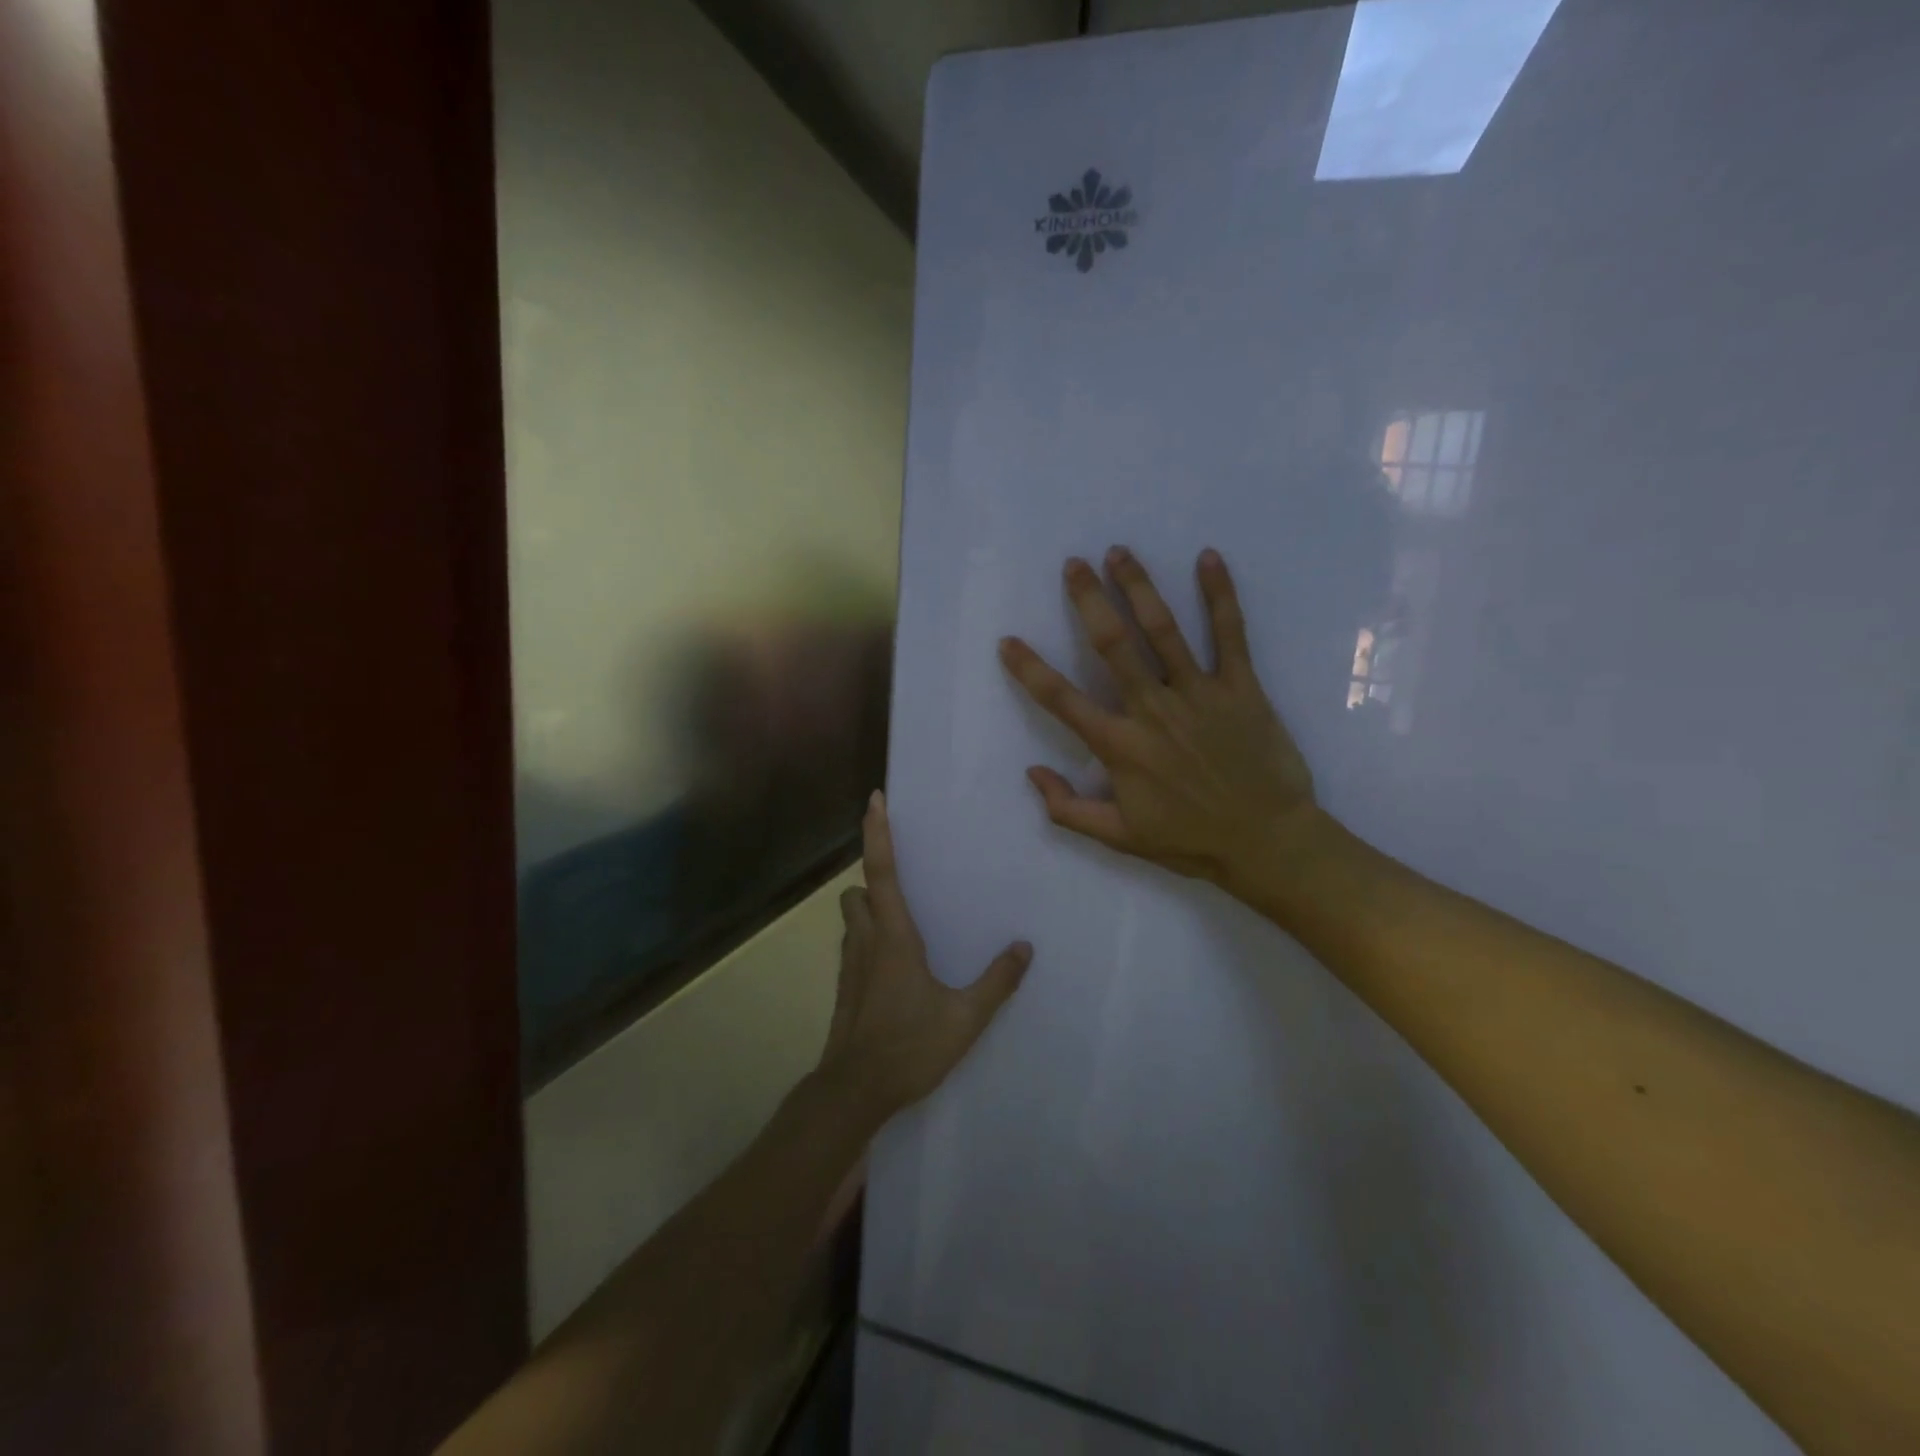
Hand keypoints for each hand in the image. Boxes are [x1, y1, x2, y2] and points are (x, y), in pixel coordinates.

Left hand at [816, 792, 1030, 1124]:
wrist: (853, 1092)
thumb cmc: (909, 1047)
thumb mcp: (965, 1018)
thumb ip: (997, 981)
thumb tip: (1024, 948)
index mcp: (894, 937)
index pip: (882, 871)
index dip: (878, 833)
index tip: (875, 799)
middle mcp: (866, 941)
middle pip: (857, 892)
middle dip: (872, 879)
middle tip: (903, 883)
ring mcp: (850, 966)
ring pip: (851, 919)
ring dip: (868, 910)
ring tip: (901, 923)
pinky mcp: (844, 988)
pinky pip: (853, 947)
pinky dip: (867, 940)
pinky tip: (893, 966)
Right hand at [999, 547, 1320, 893]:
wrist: (1268, 842)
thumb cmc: (1190, 840)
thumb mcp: (1119, 837)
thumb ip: (1068, 808)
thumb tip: (1031, 772)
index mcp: (1120, 746)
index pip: (1062, 700)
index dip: (1030, 670)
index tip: (1008, 641)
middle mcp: (1153, 710)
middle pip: (1112, 645)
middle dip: (1089, 600)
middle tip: (1073, 564)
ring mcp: (1199, 693)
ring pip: (1163, 629)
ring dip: (1139, 586)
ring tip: (1119, 552)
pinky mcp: (1242, 687)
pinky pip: (1230, 634)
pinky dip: (1220, 595)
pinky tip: (1208, 557)